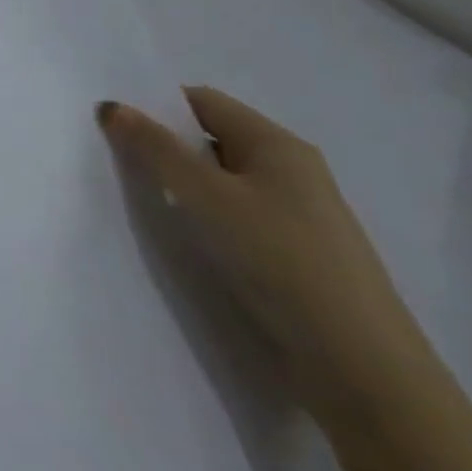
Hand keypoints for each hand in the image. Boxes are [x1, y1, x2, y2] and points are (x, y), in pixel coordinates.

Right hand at [98, 86, 435, 424]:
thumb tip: (110, 106)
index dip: (156, 106)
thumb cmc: (279, 260)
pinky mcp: (294, 253)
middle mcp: (291, 170)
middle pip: (211, 138)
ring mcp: (297, 214)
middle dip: (164, 145)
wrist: (361, 368)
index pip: (202, 102)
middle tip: (115, 159)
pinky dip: (204, 215)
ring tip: (142, 198)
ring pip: (221, 180)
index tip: (113, 124)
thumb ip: (154, 148)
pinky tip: (185, 236)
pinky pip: (235, 214)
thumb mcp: (205, 197)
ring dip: (182, 184)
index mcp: (277, 144)